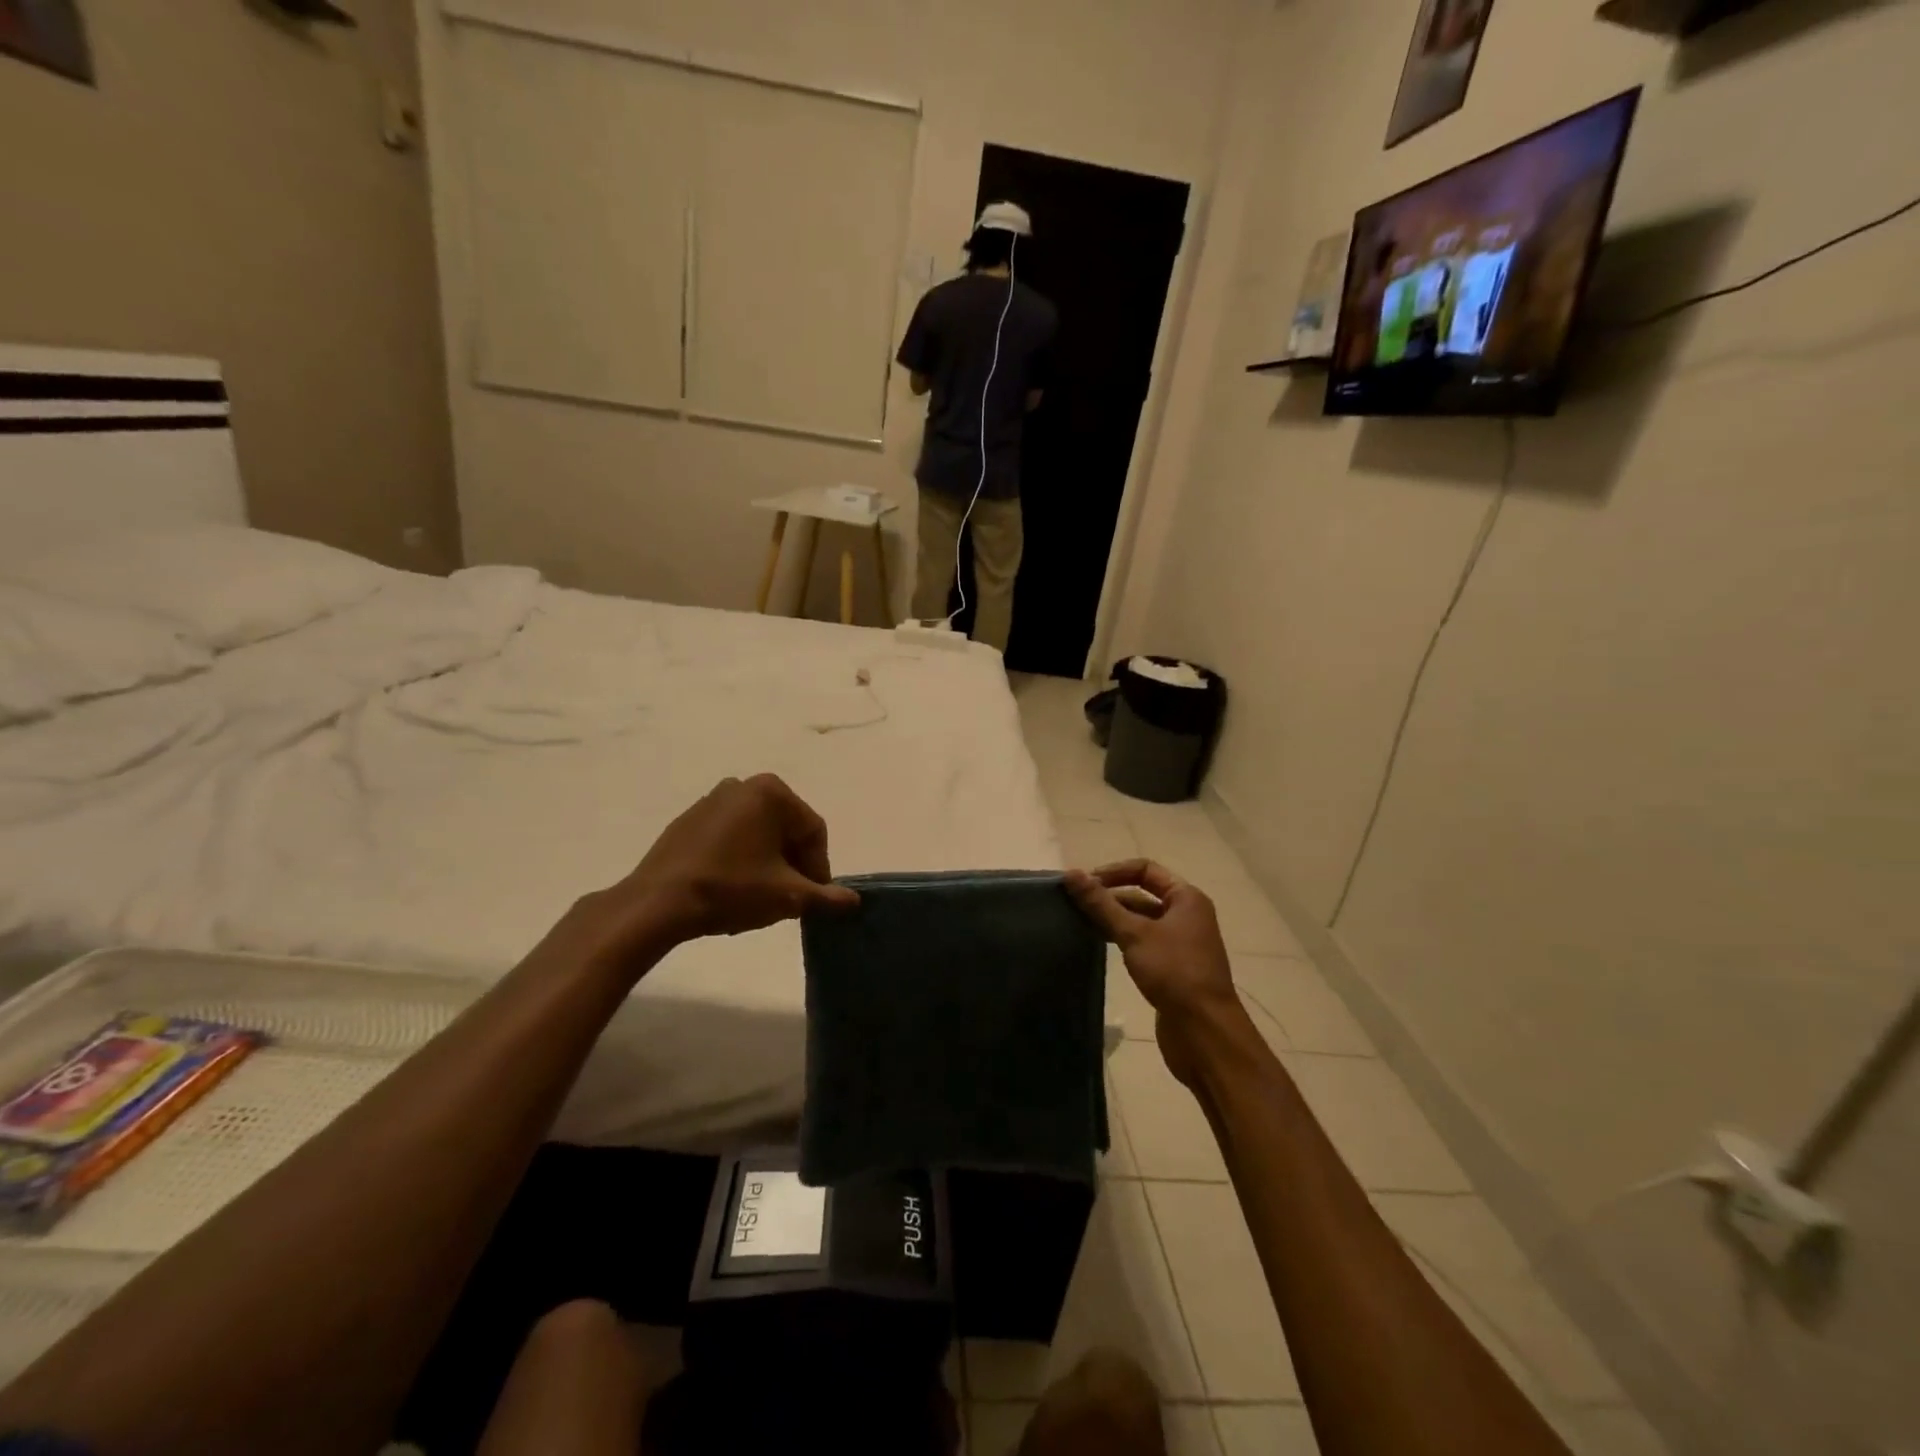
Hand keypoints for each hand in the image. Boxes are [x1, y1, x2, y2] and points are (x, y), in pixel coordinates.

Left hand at [575, 775, 859, 967]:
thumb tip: (853, 900)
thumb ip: (825, 896)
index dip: (819, 867)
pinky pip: (729, 837)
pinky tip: (732, 890)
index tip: (813, 899)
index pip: (813, 831)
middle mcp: (743, 785)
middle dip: (792, 865)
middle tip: (789, 899)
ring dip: (767, 864)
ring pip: (757, 834)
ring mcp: (711, 800)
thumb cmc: (731, 889)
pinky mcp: (688, 821)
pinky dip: (740, 859)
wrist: (658, 903)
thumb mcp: (786, 896)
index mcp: (771, 792)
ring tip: (760, 898)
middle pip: (786, 829)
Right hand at [1066, 859, 1248, 1088]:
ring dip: (1113, 919)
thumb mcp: (1134, 934)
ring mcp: (1181, 943)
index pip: (1145, 870)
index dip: (1113, 872)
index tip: (1084, 885)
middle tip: (1074, 905)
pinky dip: (1122, 940)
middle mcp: (1187, 915)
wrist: (1205, 1032)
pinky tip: (1099, 947)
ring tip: (1080, 923)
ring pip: (1141, 920)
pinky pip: (1143, 943)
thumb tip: (1071, 874)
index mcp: (1186, 898)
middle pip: (1142, 894)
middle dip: (1110, 896)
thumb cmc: (1174, 972)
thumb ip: (1101, 904)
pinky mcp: (1173, 968)